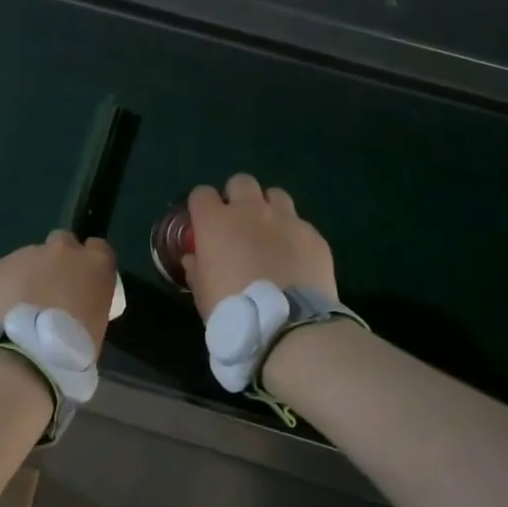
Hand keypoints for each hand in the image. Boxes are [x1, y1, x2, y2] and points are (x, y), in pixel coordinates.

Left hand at [0, 231, 118, 353]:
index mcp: (96, 264)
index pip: (99, 248)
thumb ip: (87, 302)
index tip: (83, 281)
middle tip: (52, 290)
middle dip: (58, 260)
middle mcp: (64, 250)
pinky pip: (8, 271)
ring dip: (31, 274)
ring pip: (32, 257)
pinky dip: (8, 285)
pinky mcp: (1, 265)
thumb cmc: (72, 348)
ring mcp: (30, 253)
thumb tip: (75, 304)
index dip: (89, 263)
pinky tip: (5, 309)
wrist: (24, 354)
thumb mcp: (96, 324)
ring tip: (23, 306)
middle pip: (63, 242)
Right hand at [184, 174, 337, 318]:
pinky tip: (295, 257)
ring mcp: (286, 219)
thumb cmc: (233, 309)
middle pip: (241, 182)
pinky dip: (294, 235)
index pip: (201, 194)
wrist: (287, 324)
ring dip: (269, 208)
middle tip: (237, 222)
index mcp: (216, 222)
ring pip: (275, 195)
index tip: (202, 222)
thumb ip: (196, 269)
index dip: (201, 206)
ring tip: (269, 232)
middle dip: (237, 196)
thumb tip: (194, 258)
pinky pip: (301, 224)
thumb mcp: (202, 293)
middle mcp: (251, 211)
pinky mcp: (313, 235)